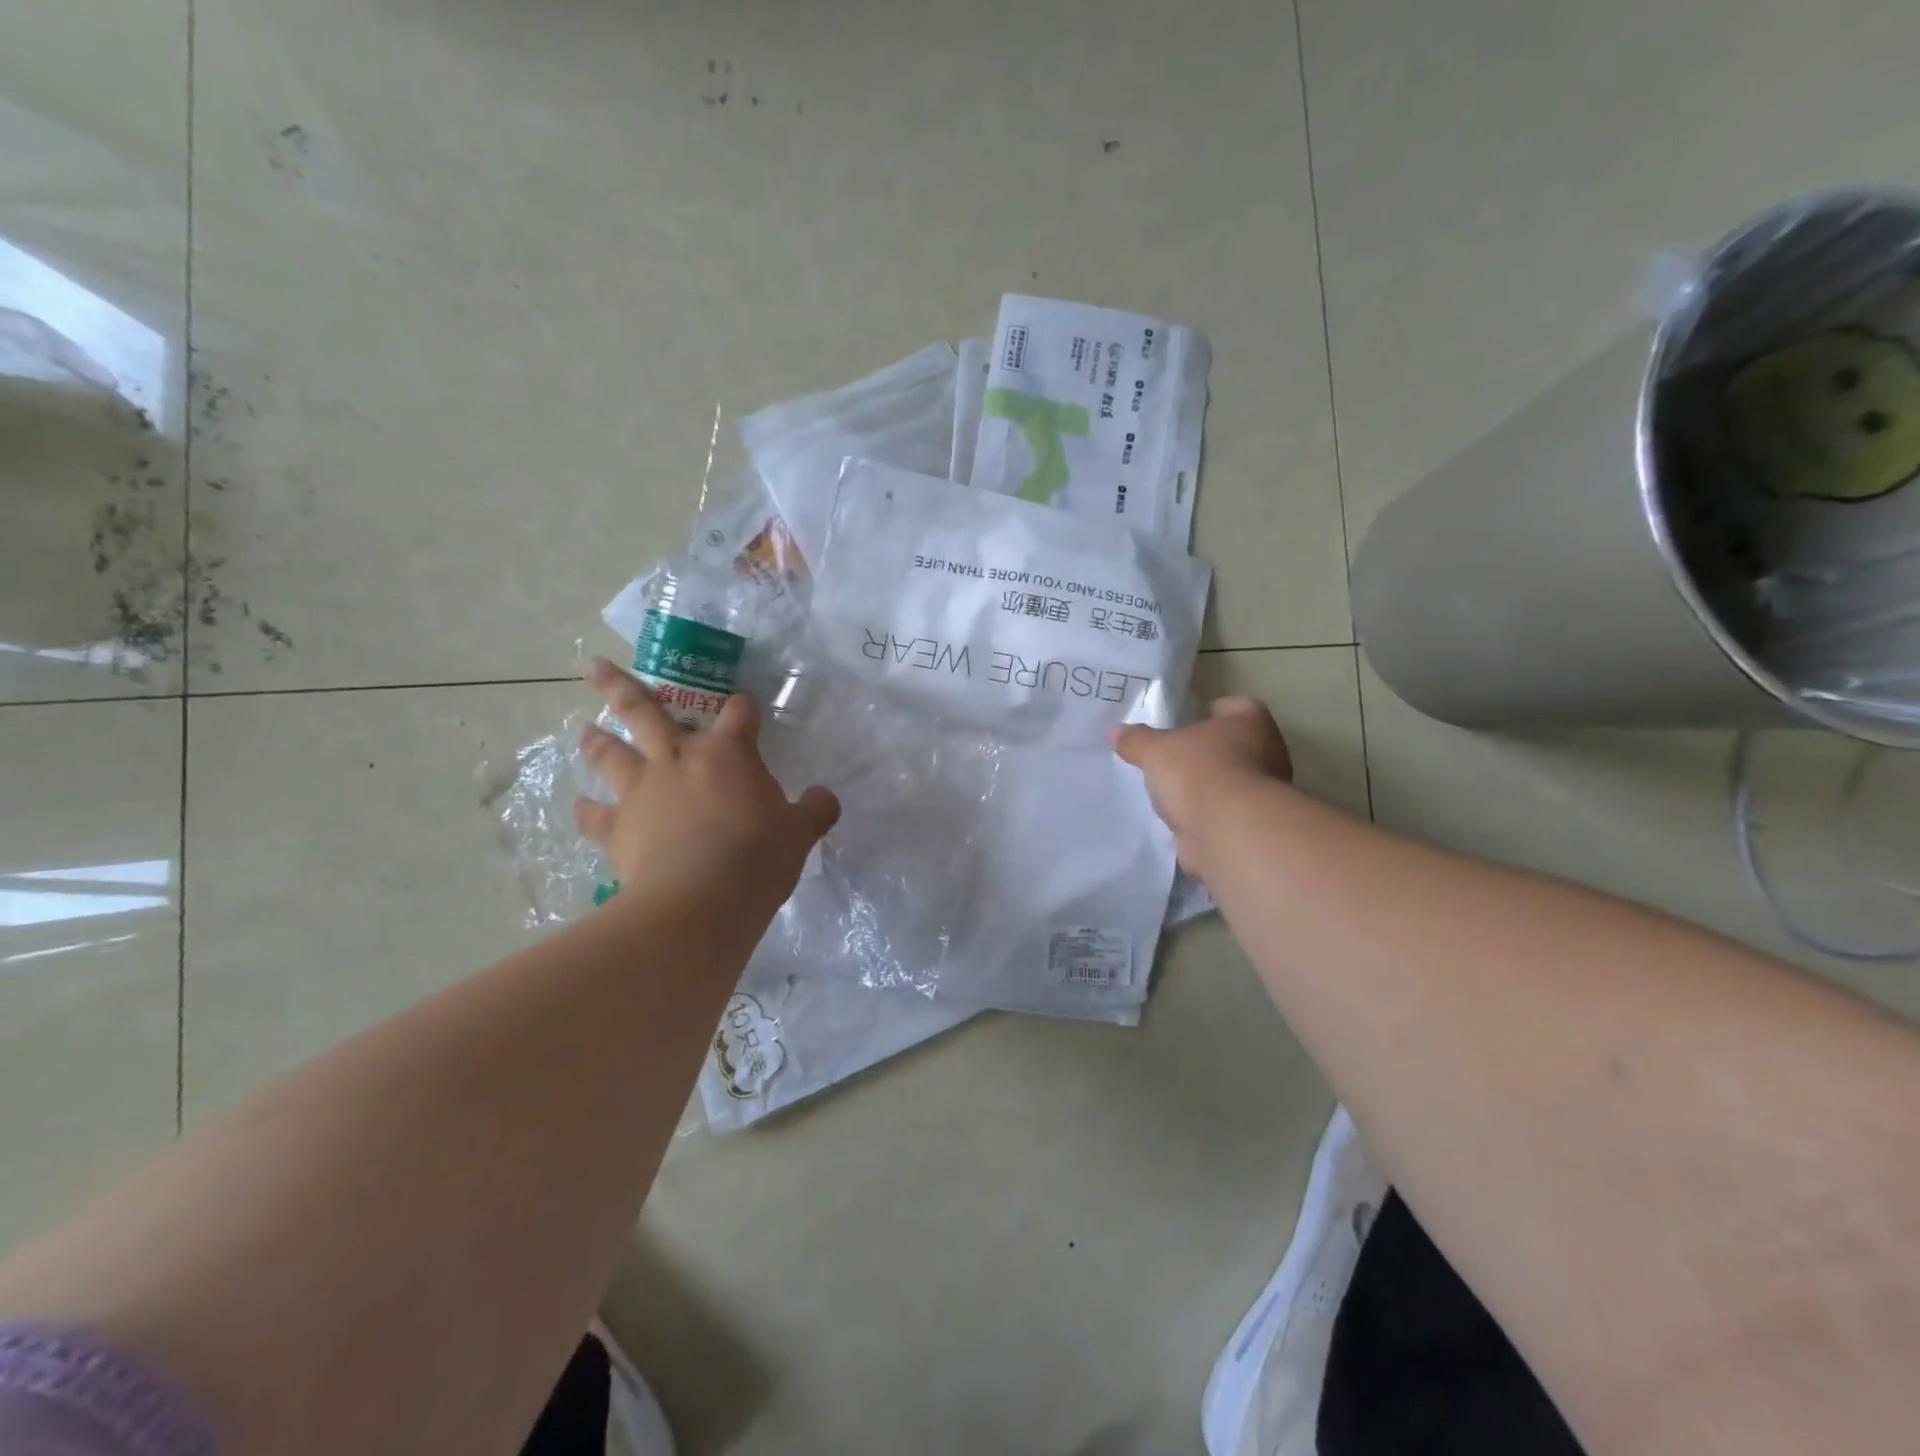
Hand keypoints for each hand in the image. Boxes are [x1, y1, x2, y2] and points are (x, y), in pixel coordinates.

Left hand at [572, 658, 840, 917]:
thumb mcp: (800, 834)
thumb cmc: (757, 858)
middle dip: (620, 686)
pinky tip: (581, 807)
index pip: (739, 713)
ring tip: (585, 729)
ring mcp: (642, 791)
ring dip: (597, 740)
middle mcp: (678, 759)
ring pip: (611, 754)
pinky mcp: (617, 828)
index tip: (746, 708)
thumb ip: (814, 810)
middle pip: (644, 711)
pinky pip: (595, 815)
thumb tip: (824, 798)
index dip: (744, 708)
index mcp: (728, 753)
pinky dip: (587, 811)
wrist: (700, 901)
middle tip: (594, 665)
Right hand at [1114, 698, 1292, 865]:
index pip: (1237, 707)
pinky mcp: (1251, 826)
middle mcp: (1267, 754)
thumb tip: (1115, 731)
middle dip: (1205, 753)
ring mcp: (1263, 794)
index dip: (1212, 711)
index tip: (1188, 722)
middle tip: (1172, 757)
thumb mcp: (1156, 750)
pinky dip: (1205, 816)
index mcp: (1251, 723)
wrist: (1227, 831)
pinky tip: (1179, 819)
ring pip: (1229, 782)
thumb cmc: (1199, 772)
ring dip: (1205, 787)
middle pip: (1233, 746)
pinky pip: (1223, 814)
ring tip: (1170, 791)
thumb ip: (1137, 740)